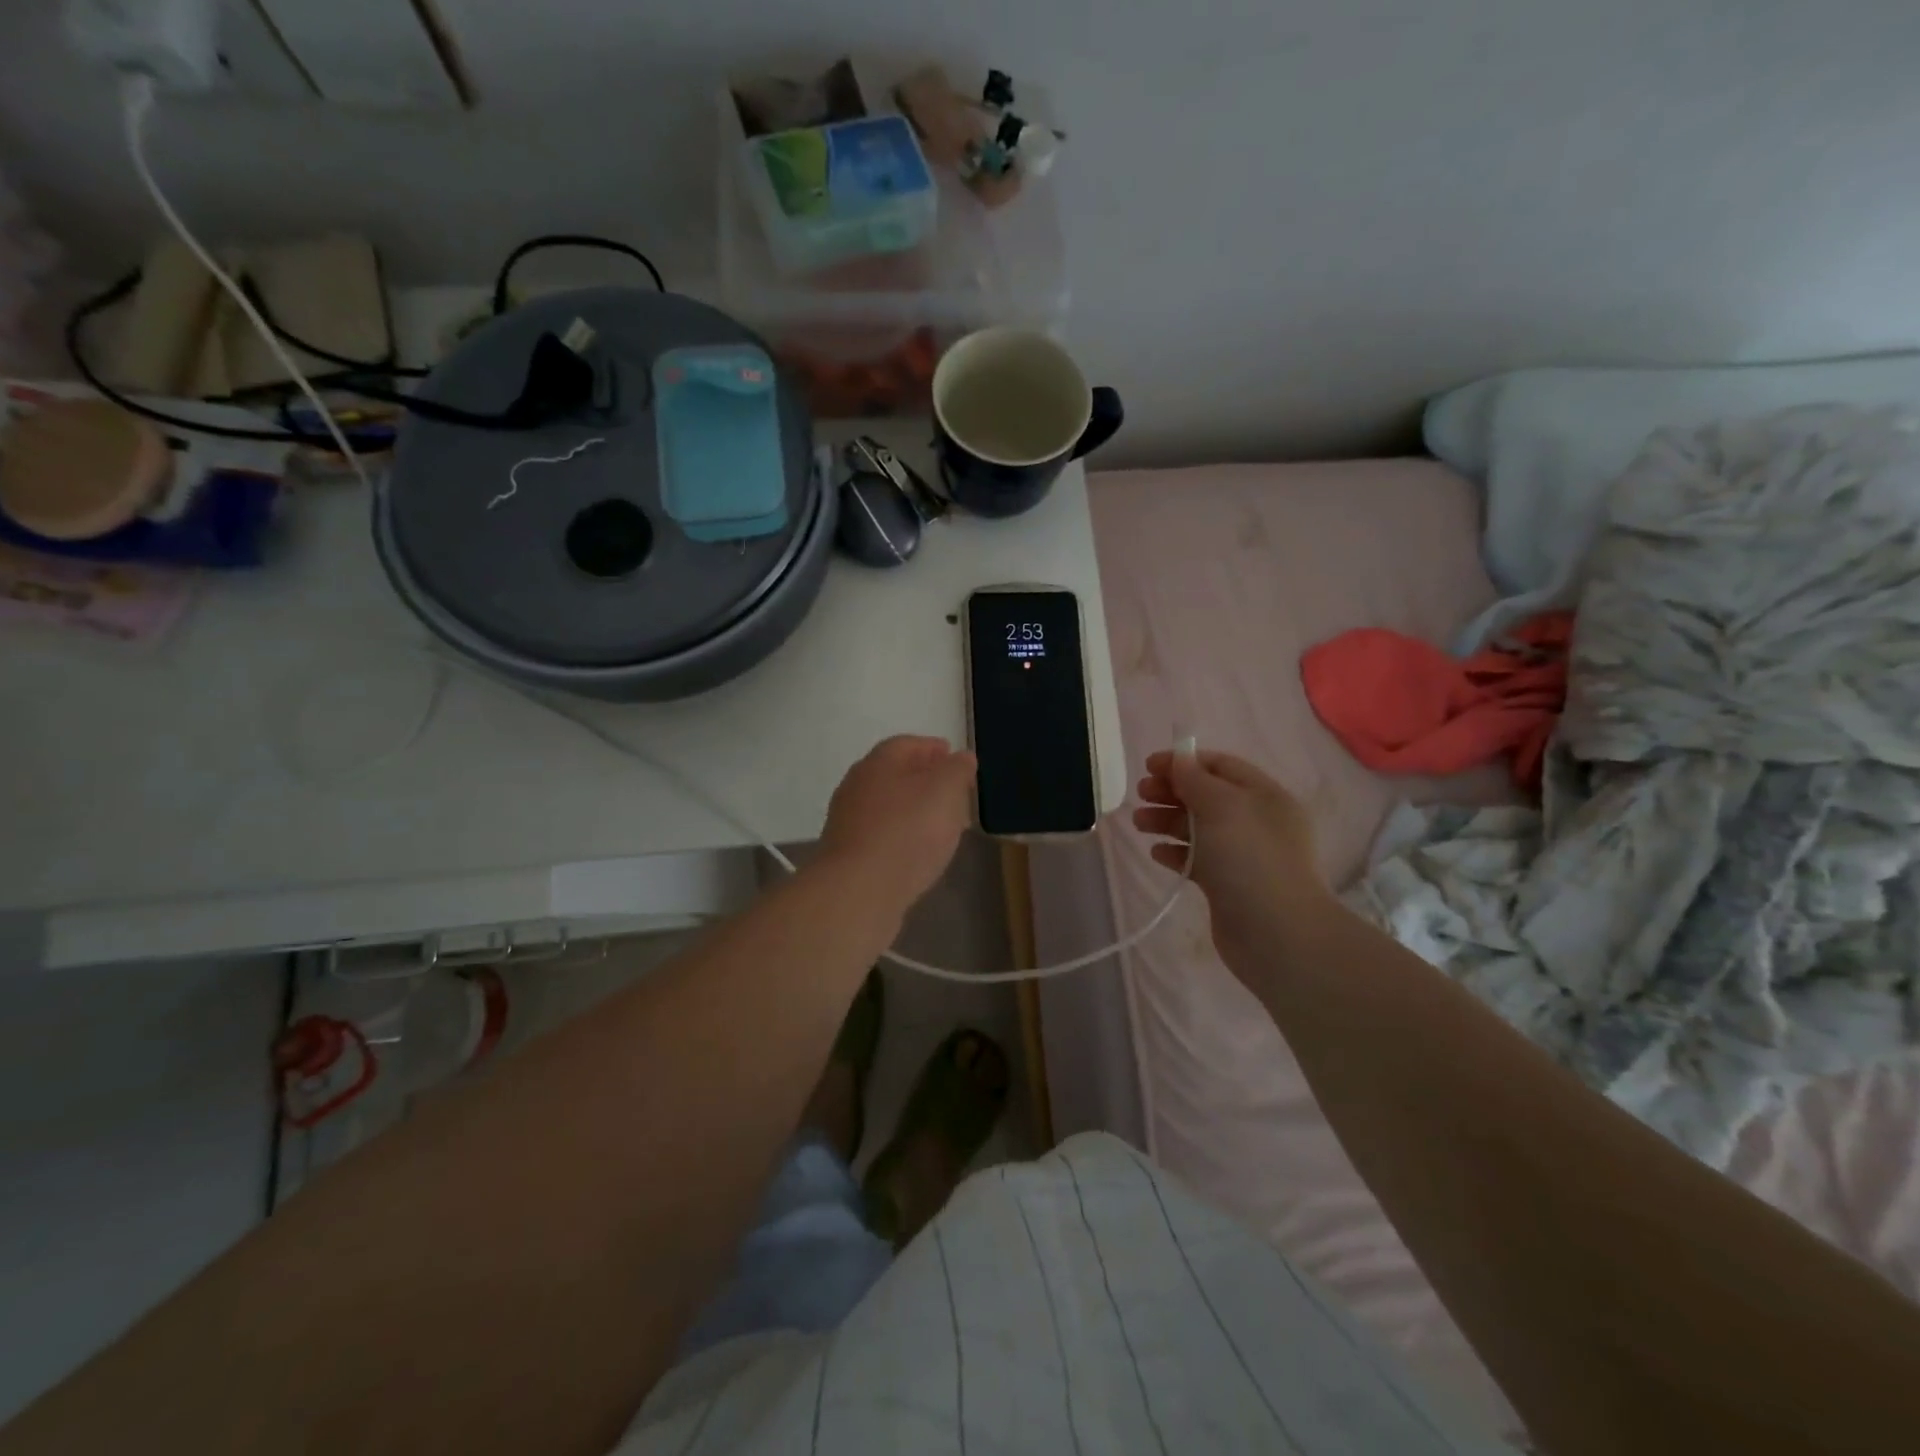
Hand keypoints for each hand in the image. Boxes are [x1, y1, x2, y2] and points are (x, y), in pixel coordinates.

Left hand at [821, 736, 976, 907]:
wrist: (859, 891)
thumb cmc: (907, 832)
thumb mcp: (945, 792)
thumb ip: (957, 770)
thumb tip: (962, 757)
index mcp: (878, 763)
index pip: (907, 744)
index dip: (933, 748)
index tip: (954, 757)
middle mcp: (856, 786)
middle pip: (894, 774)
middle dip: (925, 779)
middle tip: (953, 792)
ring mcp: (848, 822)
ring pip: (888, 807)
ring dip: (914, 810)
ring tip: (942, 824)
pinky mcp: (849, 856)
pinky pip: (882, 836)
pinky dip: (902, 836)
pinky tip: (919, 851)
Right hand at [1133, 749, 1333, 965]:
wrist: (1276, 934)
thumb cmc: (1250, 859)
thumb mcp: (1222, 806)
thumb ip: (1195, 779)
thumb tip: (1178, 759)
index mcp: (1264, 796)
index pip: (1221, 766)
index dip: (1184, 761)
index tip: (1148, 766)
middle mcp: (1256, 822)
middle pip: (1206, 796)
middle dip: (1172, 791)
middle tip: (1141, 794)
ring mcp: (1242, 855)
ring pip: (1198, 828)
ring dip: (1167, 821)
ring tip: (1140, 824)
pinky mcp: (1227, 885)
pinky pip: (1197, 860)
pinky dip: (1176, 852)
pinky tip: (1157, 853)